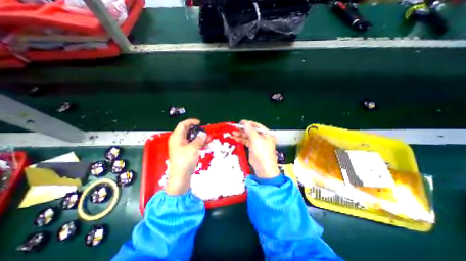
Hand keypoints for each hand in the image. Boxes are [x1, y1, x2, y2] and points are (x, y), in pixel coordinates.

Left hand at [165, 120, 205, 193]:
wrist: (181, 175)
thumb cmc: (185, 160)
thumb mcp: (194, 147)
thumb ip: (199, 139)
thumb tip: (204, 134)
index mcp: (177, 137)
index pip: (183, 125)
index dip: (191, 122)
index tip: (200, 123)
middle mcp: (178, 140)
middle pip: (188, 131)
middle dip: (198, 131)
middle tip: (206, 131)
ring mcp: (181, 146)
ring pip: (191, 138)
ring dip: (200, 137)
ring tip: (209, 138)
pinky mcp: (185, 151)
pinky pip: (192, 144)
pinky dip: (199, 143)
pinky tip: (206, 144)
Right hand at [231, 120, 277, 179]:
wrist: (263, 168)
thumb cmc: (262, 152)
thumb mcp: (256, 139)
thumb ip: (250, 130)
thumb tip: (245, 122)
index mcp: (266, 134)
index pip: (256, 126)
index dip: (248, 124)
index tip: (240, 122)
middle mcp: (262, 137)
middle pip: (251, 131)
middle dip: (243, 129)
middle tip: (234, 128)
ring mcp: (257, 143)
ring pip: (248, 136)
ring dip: (241, 134)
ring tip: (233, 133)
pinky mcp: (253, 148)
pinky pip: (246, 142)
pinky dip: (241, 140)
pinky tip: (235, 138)